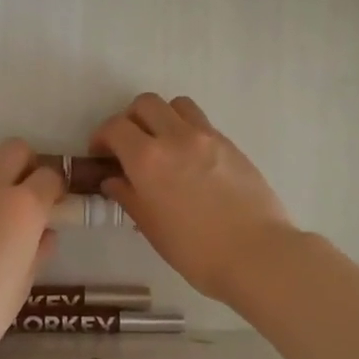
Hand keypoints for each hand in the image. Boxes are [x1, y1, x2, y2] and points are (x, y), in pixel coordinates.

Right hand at [92, 94, 295, 303]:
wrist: (257, 254)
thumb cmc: (196, 251)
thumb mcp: (152, 228)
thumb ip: (128, 197)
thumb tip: (113, 180)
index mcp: (148, 159)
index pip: (115, 128)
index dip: (101, 137)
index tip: (101, 154)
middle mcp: (175, 137)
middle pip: (145, 104)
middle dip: (130, 120)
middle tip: (130, 146)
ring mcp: (207, 137)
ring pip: (176, 104)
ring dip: (162, 117)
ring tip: (163, 144)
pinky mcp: (231, 144)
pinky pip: (201, 123)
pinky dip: (187, 130)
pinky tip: (191, 160)